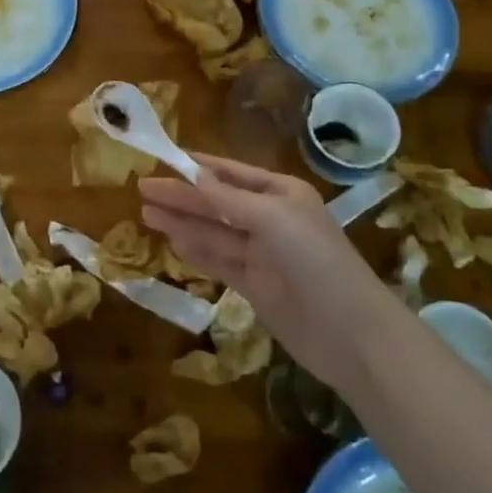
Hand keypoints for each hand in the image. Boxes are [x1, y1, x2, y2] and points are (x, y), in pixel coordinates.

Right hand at [140, 154, 397, 393]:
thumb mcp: (272, 219)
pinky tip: (172, 241)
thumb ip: (228, 198)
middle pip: (217, 202)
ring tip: (146, 212)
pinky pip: (218, 261)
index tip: (163, 158)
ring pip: (213, 232)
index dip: (197, 166)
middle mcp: (270, 219)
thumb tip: (192, 174)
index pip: (231, 172)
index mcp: (280, 192)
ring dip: (182, 222)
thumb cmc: (314, 261)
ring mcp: (261, 254)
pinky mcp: (254, 286)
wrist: (350, 334)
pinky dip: (195, 250)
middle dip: (181, 195)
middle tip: (141, 188)